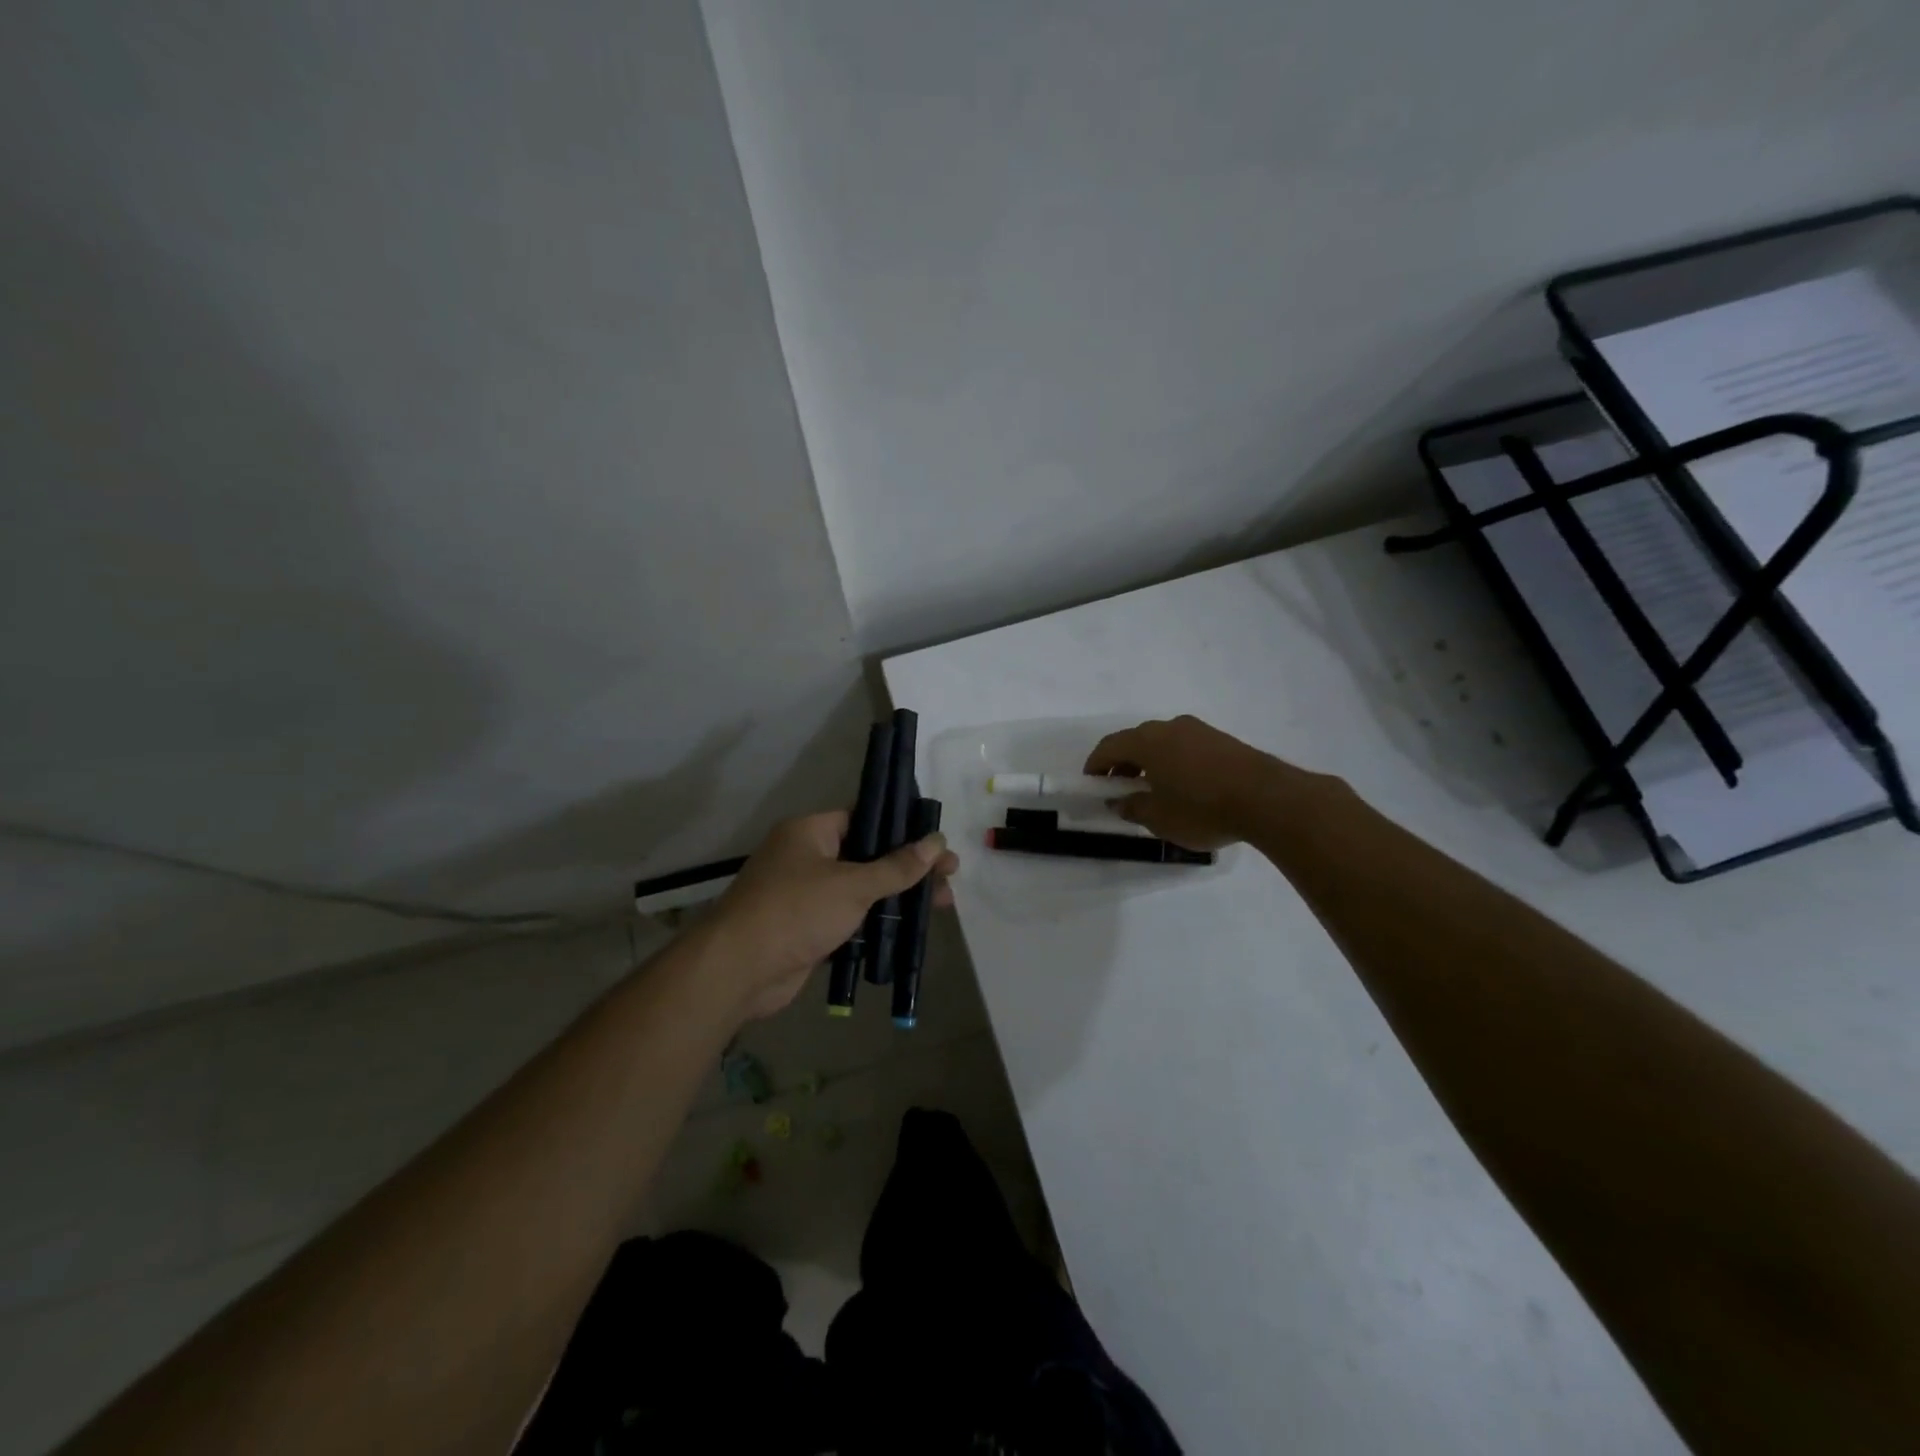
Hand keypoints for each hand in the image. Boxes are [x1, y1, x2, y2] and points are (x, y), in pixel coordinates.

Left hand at [702, 812, 958, 1020]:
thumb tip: (937, 842)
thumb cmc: (796, 911)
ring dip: (897, 896)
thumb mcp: (853, 885)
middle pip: (868, 855)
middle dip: (908, 866)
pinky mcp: (807, 928)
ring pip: (861, 889)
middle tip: (950, 875)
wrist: (739, 969)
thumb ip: (897, 866)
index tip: (935, 840)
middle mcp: (807, 857)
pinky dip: (876, 922)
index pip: (864, 818)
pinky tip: (910, 929)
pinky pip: (850, 918)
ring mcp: (806, 894)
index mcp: (811, 832)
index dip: (902, 827)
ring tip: (942, 903)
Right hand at [1084, 715, 1302, 849]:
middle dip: (1122, 763)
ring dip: (1150, 762)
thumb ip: (1132, 807)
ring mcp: (1199, 730)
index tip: (1092, 784)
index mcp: (1147, 741)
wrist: (1268, 799)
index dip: (1096, 765)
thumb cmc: (1202, 809)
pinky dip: (1173, 762)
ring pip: (1162, 742)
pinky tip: (1183, 786)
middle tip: (1120, 789)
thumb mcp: (1159, 818)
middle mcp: (1169, 727)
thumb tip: (1119, 801)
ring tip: (1153, 790)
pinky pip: (1185, 746)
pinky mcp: (1222, 739)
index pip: (1109, 746)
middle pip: (1135, 740)